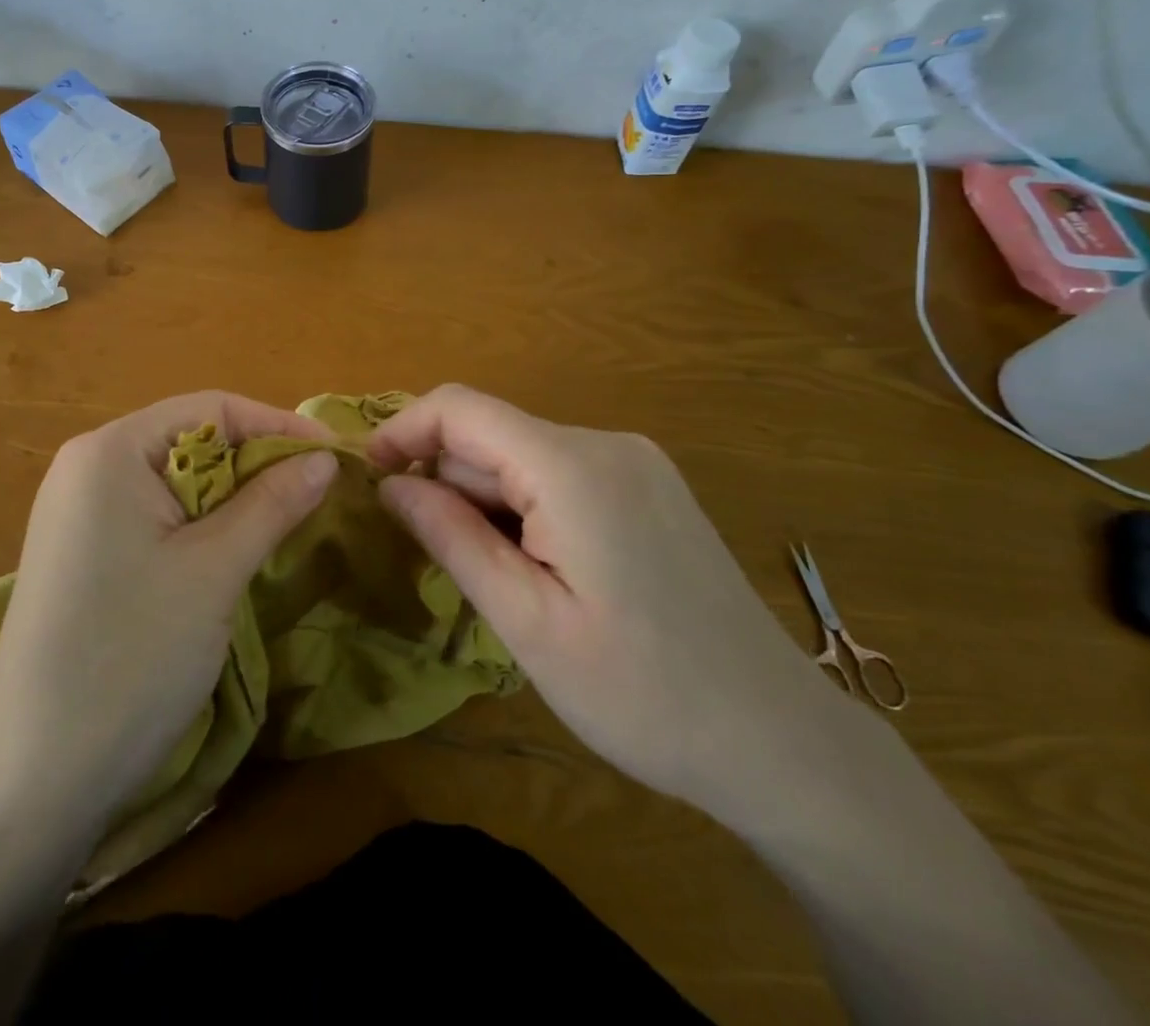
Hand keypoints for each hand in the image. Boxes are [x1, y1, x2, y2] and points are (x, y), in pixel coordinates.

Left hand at [0, 392, 336, 834]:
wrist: (33, 779)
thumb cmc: (130, 657)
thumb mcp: (214, 571)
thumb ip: (272, 503)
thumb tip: (323, 458)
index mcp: (110, 451)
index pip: (209, 408)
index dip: (277, 425)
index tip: (334, 456)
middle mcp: (87, 466)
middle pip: (190, 440)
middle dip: (256, 463)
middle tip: (317, 494)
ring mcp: (78, 512)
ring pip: (176, 481)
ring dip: (233, 498)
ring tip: (286, 522)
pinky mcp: (82, 552)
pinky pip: (154, 516)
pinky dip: (201, 526)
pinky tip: (232, 554)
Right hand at [368, 385, 845, 823]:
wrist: (780, 742)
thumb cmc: (642, 694)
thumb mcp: (526, 623)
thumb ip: (451, 538)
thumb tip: (390, 484)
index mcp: (572, 467)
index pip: (459, 407)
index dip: (403, 430)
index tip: (369, 479)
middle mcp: (605, 443)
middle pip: (490, 436)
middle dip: (448, 485)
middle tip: (437, 562)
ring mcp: (635, 462)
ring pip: (521, 457)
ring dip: (487, 504)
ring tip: (501, 584)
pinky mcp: (648, 487)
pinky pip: (558, 475)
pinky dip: (525, 509)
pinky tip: (541, 572)